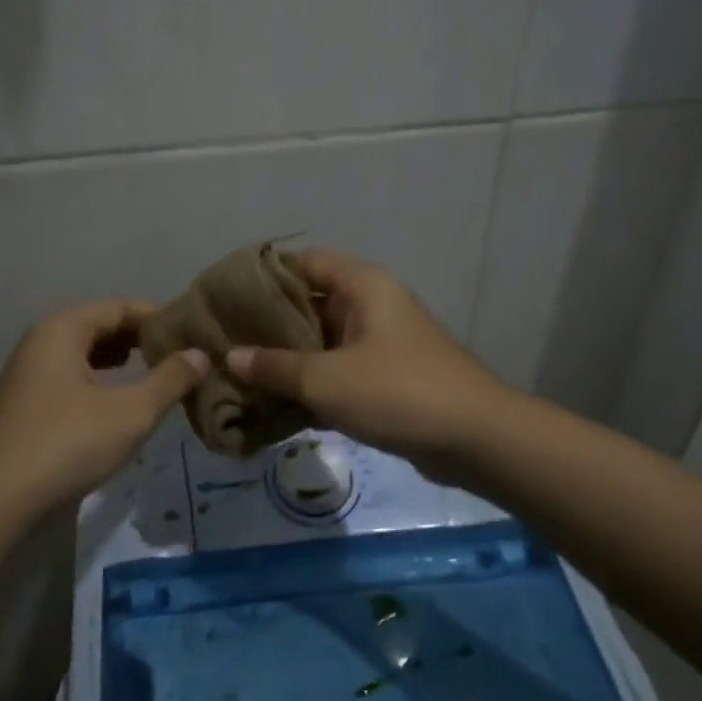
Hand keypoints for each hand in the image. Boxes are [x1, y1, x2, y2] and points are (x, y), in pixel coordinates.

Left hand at [0, 300, 208, 518]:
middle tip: (175, 354)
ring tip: (150, 371)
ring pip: (79, 352)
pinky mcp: (22, 404)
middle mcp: (38, 342)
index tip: (188, 334)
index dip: (155, 317)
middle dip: (136, 337)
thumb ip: (170, 380)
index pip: (116, 307)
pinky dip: (95, 378)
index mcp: (61, 331)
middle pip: (96, 325)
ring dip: (116, 358)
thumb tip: (200, 354)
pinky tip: (112, 400)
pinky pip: (66, 375)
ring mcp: (25, 374)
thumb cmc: (68, 444)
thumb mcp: (131, 413)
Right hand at [226, 250, 504, 473]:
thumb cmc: (397, 392)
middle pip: (311, 302)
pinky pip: (338, 370)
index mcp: (363, 286)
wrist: (476, 439)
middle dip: (269, 323)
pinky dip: (312, 382)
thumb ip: (275, 367)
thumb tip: (230, 357)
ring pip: (323, 340)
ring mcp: (381, 343)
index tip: (227, 294)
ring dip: (288, 357)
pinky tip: (276, 403)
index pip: (305, 261)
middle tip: (225, 338)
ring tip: (242, 372)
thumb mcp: (326, 379)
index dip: (266, 274)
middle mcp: (372, 305)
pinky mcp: (387, 377)